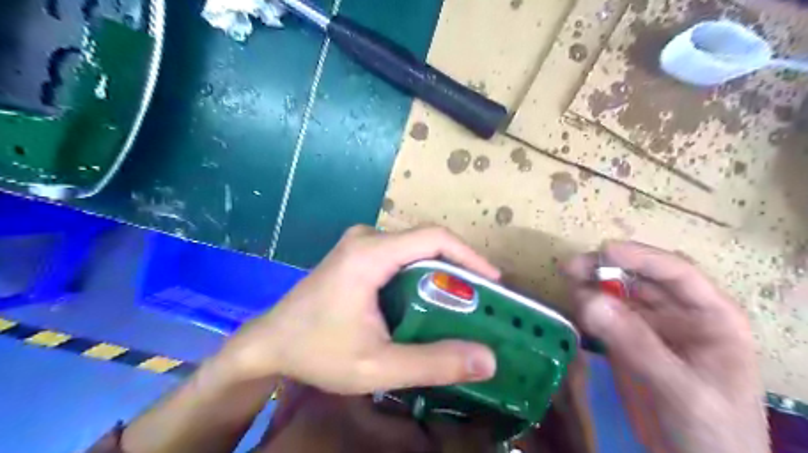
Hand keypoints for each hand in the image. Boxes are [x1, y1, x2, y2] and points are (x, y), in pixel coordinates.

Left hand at [218, 226, 502, 393]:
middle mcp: (367, 238)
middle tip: (483, 300)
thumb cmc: (317, 352)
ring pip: (415, 250)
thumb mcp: (377, 367)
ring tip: (463, 303)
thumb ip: (434, 363)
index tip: (494, 282)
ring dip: (441, 273)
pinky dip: (422, 275)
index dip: (469, 255)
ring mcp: (360, 243)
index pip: (433, 238)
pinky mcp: (357, 253)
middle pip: (426, 243)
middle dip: (458, 269)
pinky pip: (401, 256)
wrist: (269, 343)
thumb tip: (487, 359)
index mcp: (370, 254)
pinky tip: (430, 301)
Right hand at [564, 243, 765, 452]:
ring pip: (617, 295)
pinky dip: (587, 310)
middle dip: (606, 269)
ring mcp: (650, 328)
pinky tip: (574, 309)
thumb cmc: (712, 431)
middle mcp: (678, 314)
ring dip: (592, 287)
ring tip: (568, 286)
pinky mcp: (627, 342)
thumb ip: (636, 344)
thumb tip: (588, 299)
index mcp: (711, 317)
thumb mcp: (681, 388)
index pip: (676, 273)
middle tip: (571, 268)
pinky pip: (604, 317)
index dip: (641, 258)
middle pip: (640, 279)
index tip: (603, 250)